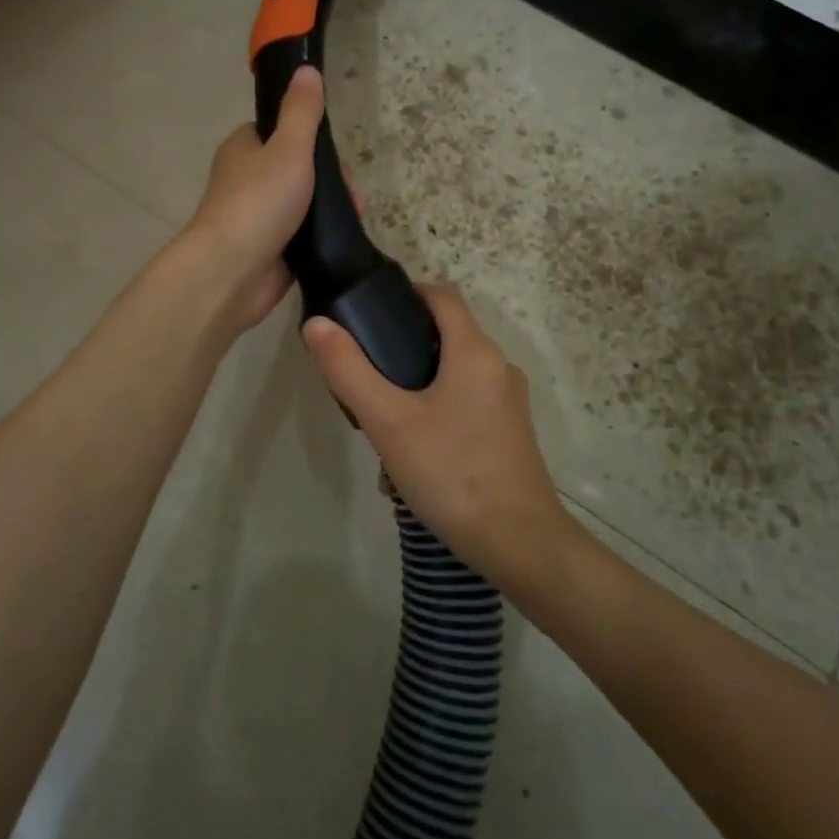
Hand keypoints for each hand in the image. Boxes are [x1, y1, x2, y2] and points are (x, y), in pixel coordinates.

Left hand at [181, 66, 324, 330]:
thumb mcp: (288, 148)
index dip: (313, 138)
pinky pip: (304, 233)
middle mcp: (248, 178)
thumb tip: (307, 70)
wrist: (233, 272)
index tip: (335, 155)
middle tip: (350, 194)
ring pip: (306, 201)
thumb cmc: (259, 202)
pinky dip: (322, 234)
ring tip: (353, 216)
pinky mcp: (271, 247)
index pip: (282, 131)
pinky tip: (340, 238)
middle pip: (301, 167)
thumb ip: (302, 111)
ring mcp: (259, 215)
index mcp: (244, 148)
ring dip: (331, 207)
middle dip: (332, 179)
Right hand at [301, 284, 571, 588]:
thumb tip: (318, 324)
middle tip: (367, 381)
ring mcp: (509, 401)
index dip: (405, 293)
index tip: (369, 314)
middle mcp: (498, 366)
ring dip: (416, 392)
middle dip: (402, 352)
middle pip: (445, 336)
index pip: (441, 294)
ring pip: (453, 376)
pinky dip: (437, 417)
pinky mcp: (510, 432)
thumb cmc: (452, 473)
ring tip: (383, 431)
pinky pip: (466, 407)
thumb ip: (349, 370)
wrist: (520, 544)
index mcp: (475, 350)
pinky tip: (413, 463)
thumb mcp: (388, 422)